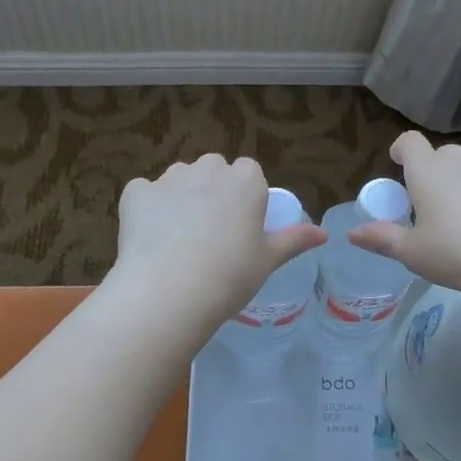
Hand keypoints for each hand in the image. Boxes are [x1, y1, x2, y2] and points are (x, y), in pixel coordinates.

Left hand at [112, 154, 326, 324]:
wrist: (170, 292)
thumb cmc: (231, 276)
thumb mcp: (269, 260)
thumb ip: (295, 240)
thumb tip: (324, 234)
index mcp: (245, 180)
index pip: (249, 172)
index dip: (244, 196)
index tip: (241, 225)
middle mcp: (208, 169)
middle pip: (213, 170)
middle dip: (212, 190)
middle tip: (211, 232)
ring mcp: (169, 178)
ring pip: (179, 179)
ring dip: (181, 196)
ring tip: (178, 238)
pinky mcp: (136, 192)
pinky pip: (144, 193)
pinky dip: (146, 208)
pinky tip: (148, 237)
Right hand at [347, 132, 460, 299]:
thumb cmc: (457, 253)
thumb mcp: (413, 253)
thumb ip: (382, 239)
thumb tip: (352, 234)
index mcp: (428, 169)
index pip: (409, 142)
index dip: (401, 150)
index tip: (398, 166)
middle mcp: (460, 159)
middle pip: (440, 154)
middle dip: (431, 171)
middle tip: (429, 204)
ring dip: (460, 182)